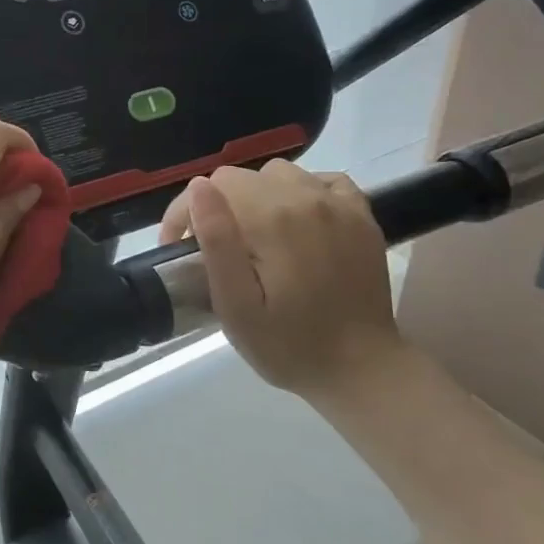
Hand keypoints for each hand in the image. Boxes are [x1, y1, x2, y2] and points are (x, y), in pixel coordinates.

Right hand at [158, 160, 401, 395]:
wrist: (362, 370)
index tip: (181, 250)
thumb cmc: (287, 345)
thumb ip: (216, 241)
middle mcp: (306, 198)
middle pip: (242, 177)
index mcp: (271, 219)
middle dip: (218, 206)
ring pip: (278, 174)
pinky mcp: (361, 215)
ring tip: (255, 237)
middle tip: (217, 251)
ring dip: (257, 197)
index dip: (185, 213)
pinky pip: (321, 180)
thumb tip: (199, 187)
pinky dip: (300, 192)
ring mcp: (339, 204)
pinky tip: (296, 224)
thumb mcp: (235, 305)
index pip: (212, 185)